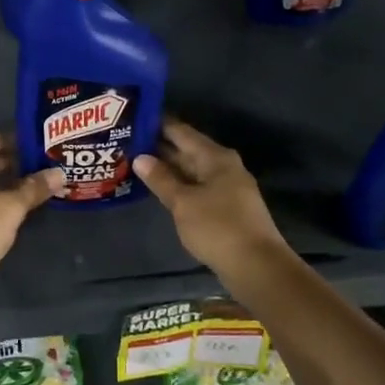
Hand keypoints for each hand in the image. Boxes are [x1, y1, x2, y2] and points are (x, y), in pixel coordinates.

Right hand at [135, 120, 291, 283]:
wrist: (256, 266)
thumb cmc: (218, 227)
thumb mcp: (183, 202)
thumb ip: (161, 179)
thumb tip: (140, 157)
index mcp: (215, 157)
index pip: (181, 131)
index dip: (158, 124)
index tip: (134, 118)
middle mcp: (223, 166)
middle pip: (187, 150)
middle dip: (159, 147)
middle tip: (128, 142)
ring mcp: (227, 187)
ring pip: (192, 171)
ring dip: (167, 169)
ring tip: (136, 164)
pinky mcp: (226, 208)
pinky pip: (197, 188)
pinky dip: (178, 186)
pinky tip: (160, 190)